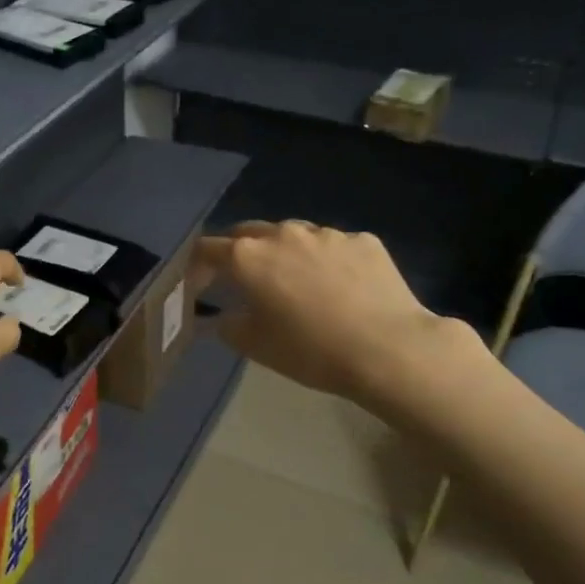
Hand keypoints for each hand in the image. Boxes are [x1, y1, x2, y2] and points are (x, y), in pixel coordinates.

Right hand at [197, 221, 475, 410]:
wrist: (387, 348)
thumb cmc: (310, 350)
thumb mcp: (255, 346)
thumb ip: (228, 325)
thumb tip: (222, 315)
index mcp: (249, 258)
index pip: (208, 249)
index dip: (197, 265)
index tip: (198, 283)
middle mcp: (284, 234)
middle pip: (249, 232)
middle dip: (239, 251)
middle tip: (243, 279)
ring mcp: (327, 234)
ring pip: (294, 235)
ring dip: (284, 253)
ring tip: (296, 282)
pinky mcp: (363, 240)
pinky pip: (333, 246)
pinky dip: (325, 261)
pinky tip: (339, 287)